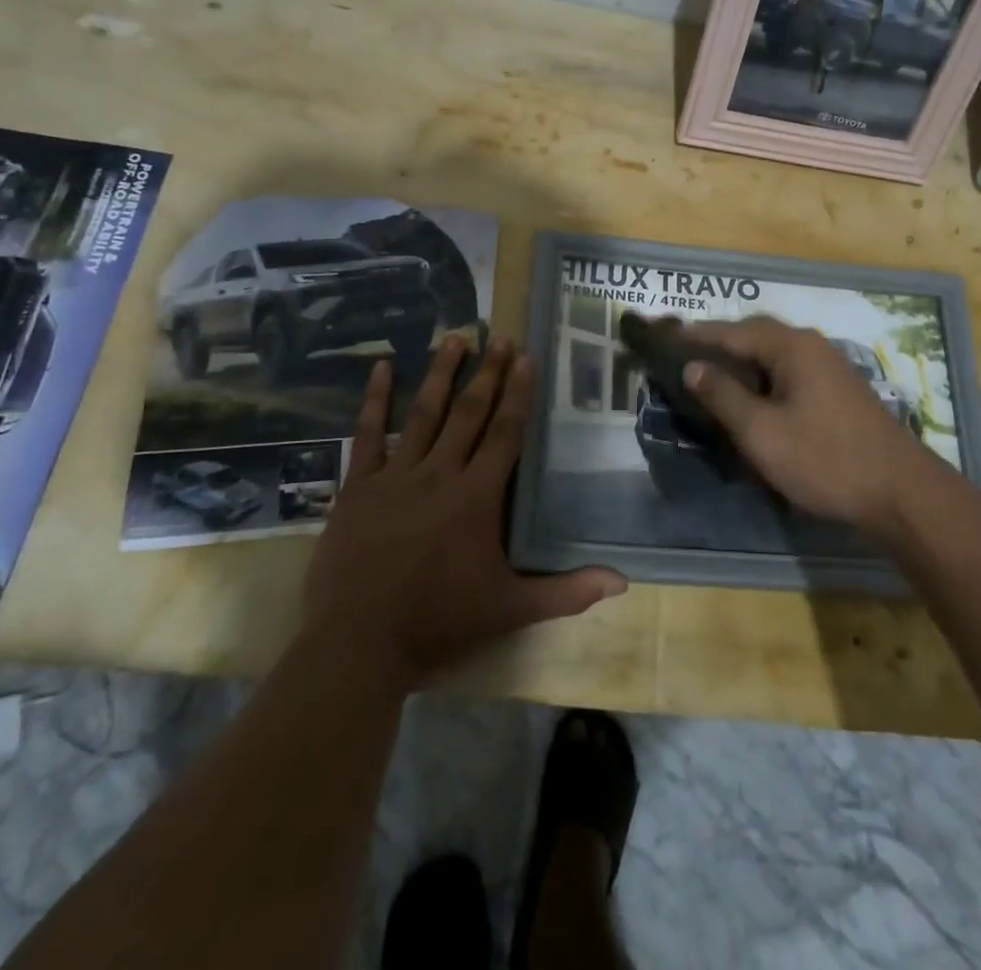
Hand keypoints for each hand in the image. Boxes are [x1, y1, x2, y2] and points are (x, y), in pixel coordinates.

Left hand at [300, 335, 626, 692]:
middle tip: (500, 337)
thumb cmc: (439, 623)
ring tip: (455, 337)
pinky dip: (375, 399)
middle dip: (488, 373)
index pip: (505, 433)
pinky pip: (368, 434)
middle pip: (469, 413)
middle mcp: (439, 474)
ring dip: (442, 373)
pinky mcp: (358, 486)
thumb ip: (567, 592)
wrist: (358, 644)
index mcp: (477, 497)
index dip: (518, 394)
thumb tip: (622, 583)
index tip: (526, 358)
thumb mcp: (510, 610)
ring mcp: (395, 476)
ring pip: (424, 413)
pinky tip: (382, 367)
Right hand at [682, 317, 957, 538]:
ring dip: (741, 362)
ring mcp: (829, 368)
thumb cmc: (824, 459)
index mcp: (791, 347)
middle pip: (755, 336)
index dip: (697, 335)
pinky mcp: (837, 391)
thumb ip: (723, 395)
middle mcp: (811, 346)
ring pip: (773, 356)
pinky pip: (788, 373)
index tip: (665, 336)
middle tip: (684, 355)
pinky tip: (750, 398)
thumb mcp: (762, 431)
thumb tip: (693, 366)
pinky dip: (762, 378)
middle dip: (719, 344)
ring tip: (709, 376)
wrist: (900, 493)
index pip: (732, 331)